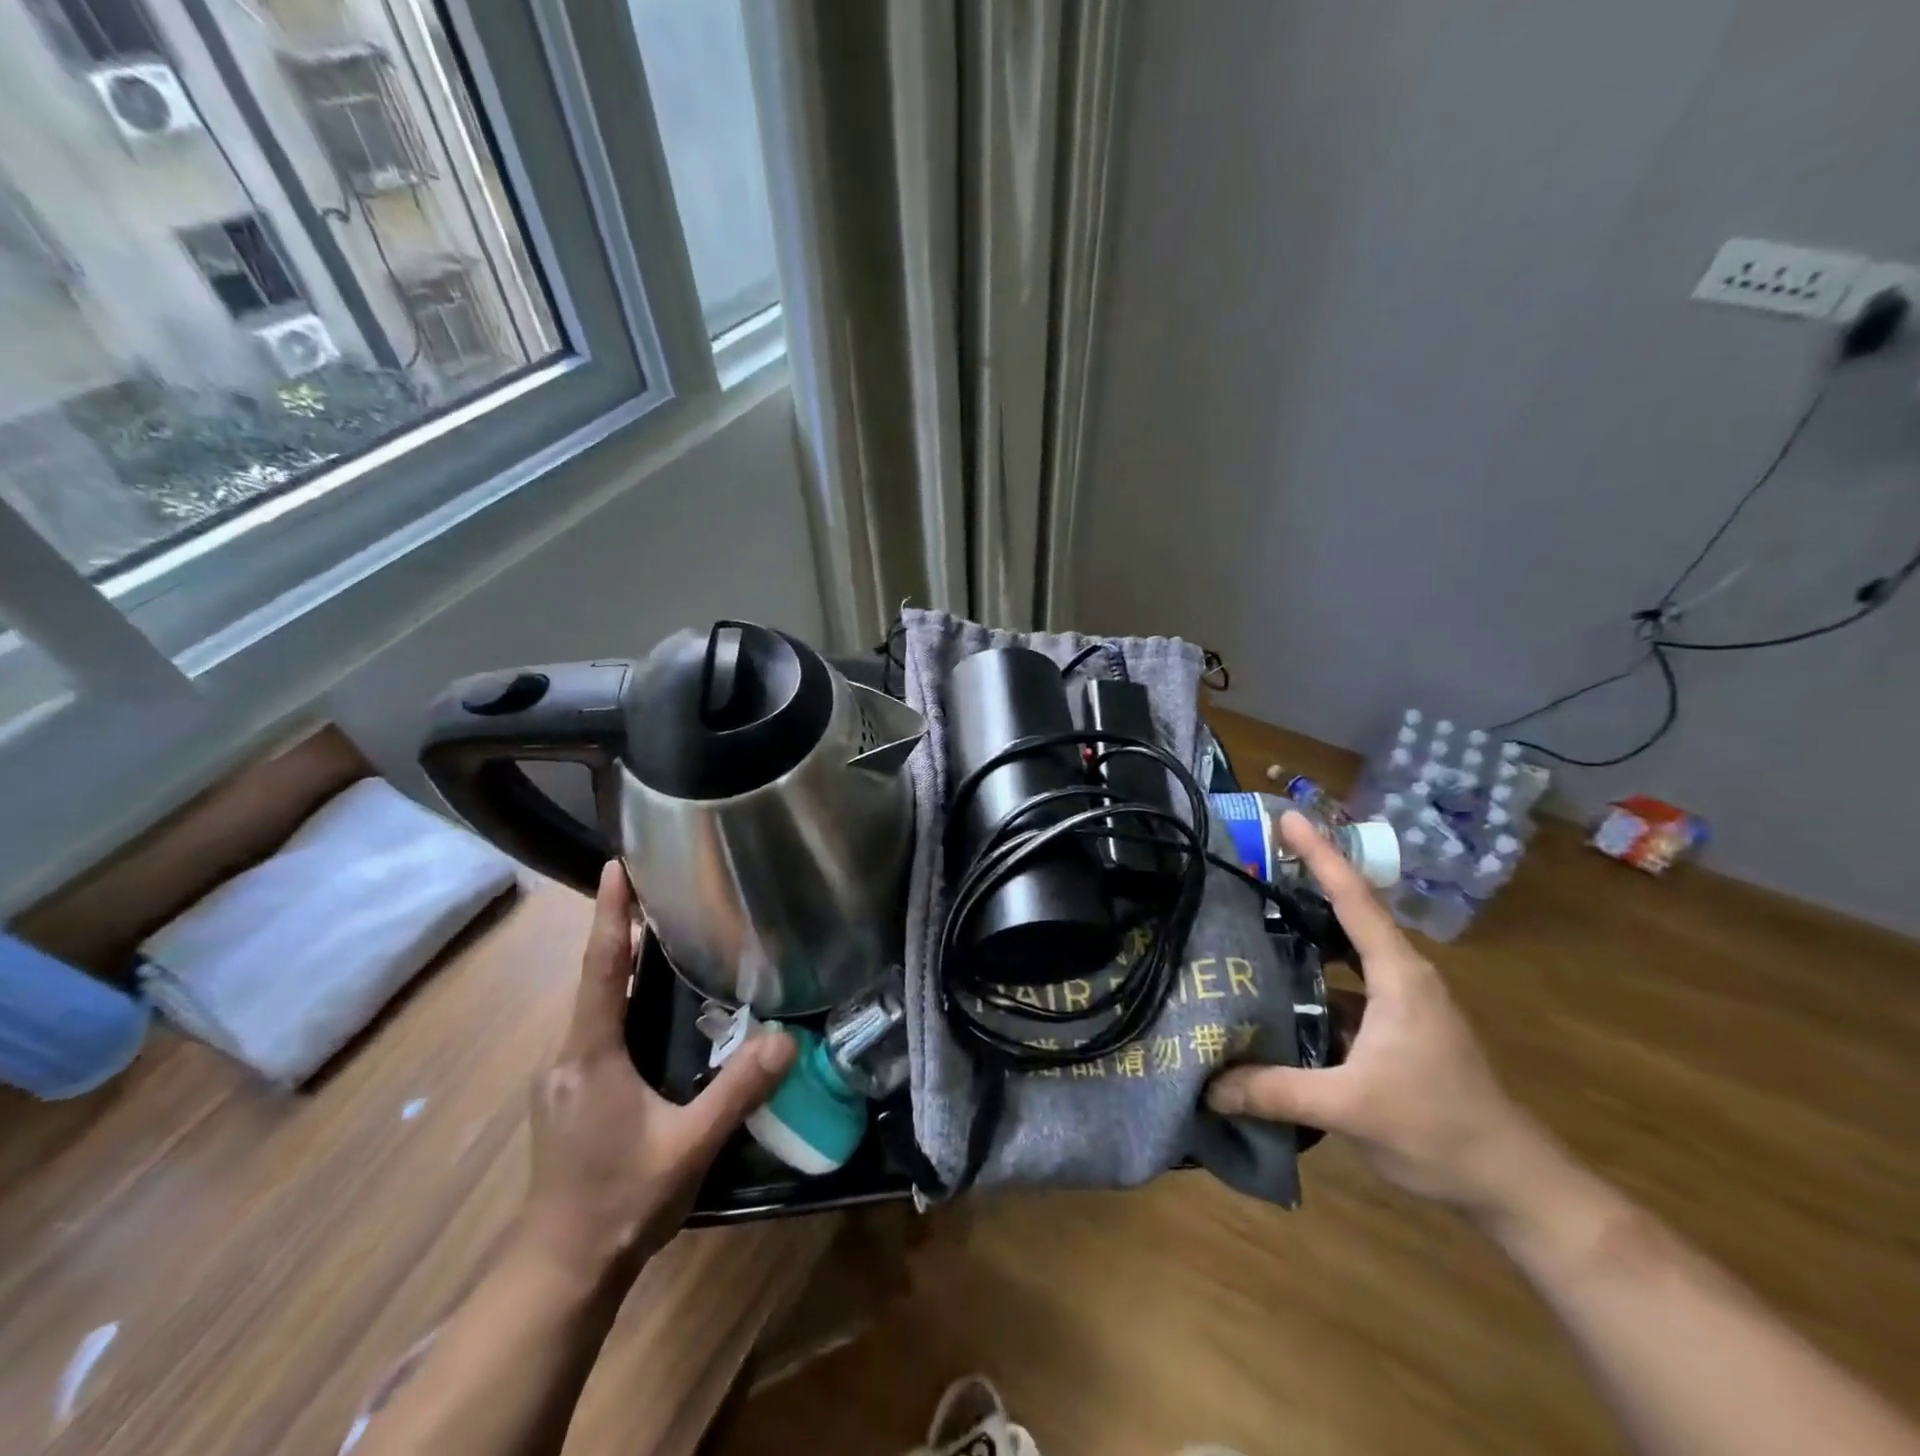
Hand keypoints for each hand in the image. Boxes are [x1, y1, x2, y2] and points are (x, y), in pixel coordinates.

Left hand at [519, 862, 794, 1287]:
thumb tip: (787, 1039)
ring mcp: (560, 1078)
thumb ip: (737, 1091)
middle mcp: (566, 1056)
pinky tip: (647, 1007)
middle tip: (657, 889)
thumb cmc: (621, 1202)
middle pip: (594, 978)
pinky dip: (618, 1000)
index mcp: (590, 1056)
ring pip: (593, 1006)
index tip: (615, 865)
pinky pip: (594, 1029)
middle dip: (619, 930)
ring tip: (659, 934)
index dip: (609, 914)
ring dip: (620, 966)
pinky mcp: (566, 1096)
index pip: (599, 968)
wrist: (560, 1271)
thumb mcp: (690, 1146)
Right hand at [1206, 811, 1550, 1214]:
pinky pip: (1344, 985)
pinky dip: (1310, 976)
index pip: (1354, 899)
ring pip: (1344, 951)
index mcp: (1399, 976)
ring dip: (1305, 930)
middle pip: (1348, 912)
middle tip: (1254, 858)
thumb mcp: (1351, 1109)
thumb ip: (1276, 1091)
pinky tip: (1276, 987)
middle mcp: (1402, 976)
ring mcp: (1401, 1002)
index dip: (1320, 854)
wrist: (1512, 1184)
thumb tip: (1207, 1085)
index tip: (1286, 817)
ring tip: (1252, 915)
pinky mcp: (1394, 1028)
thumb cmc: (1440, 1131)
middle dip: (1306, 879)